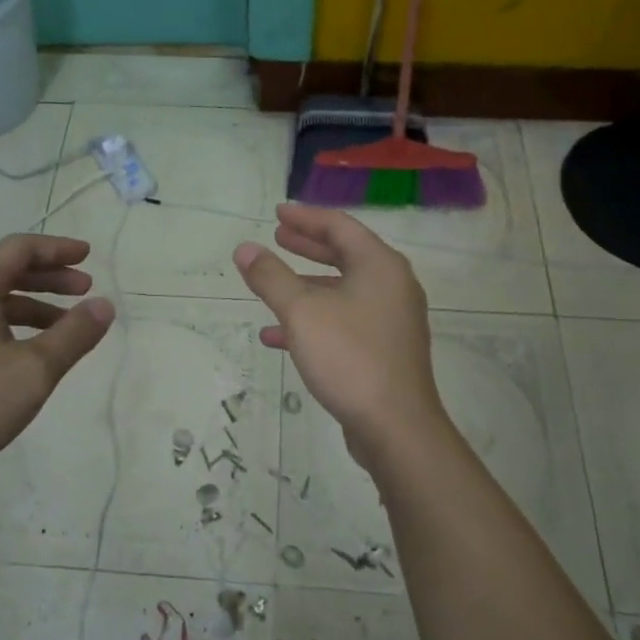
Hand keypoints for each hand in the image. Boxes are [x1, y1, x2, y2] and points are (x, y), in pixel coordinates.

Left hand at [0, 234, 114, 485]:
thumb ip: (73, 334)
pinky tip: (27, 353)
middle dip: (49, 277)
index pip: (19, 249)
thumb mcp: (33, 370)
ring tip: (65, 326)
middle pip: (4, 271)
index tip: (88, 255)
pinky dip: (10, 325)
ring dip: (32, 305)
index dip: (57, 248)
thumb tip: (104, 304)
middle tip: (84, 288)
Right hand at [233, 204, 448, 472]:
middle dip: (308, 246)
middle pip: (345, 254)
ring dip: (306, 285)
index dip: (306, 217)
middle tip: (277, 238)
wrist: (395, 426)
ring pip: (343, 290)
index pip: (340, 226)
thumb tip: (244, 249)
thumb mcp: (301, 312)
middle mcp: (391, 286)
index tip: (277, 214)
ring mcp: (391, 319)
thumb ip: (271, 277)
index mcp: (379, 265)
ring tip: (271, 283)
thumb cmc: (349, 356)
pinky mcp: (384, 349)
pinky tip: (277, 335)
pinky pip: (344, 321)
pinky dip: (314, 320)